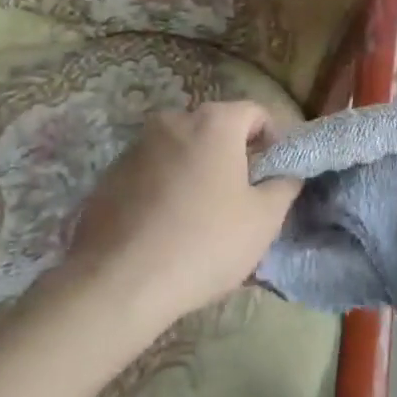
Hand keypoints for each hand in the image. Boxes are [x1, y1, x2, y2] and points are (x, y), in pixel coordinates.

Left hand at [65, 101, 300, 328]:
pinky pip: (151, 172)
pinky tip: (166, 229)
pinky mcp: (109, 175)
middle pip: (215, 128)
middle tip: (241, 198)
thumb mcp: (264, 220)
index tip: (274, 175)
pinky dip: (165, 188)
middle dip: (233, 155)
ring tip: (201, 217)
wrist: (118, 283)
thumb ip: (285, 185)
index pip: (255, 112)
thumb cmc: (204, 243)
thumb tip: (287, 173)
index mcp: (213, 123)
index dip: (272, 139)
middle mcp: (173, 121)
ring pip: (181, 150)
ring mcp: (136, 147)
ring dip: (196, 171)